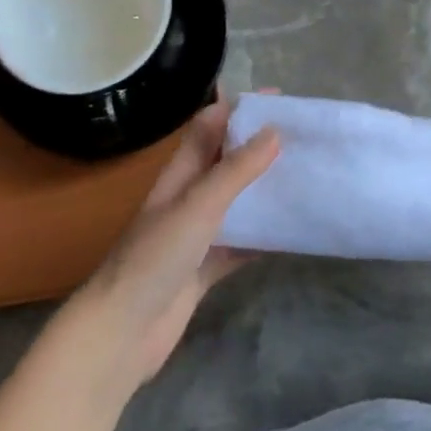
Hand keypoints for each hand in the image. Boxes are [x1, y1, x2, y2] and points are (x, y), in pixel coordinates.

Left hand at [75, 97, 278, 384]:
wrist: (123, 332)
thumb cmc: (155, 258)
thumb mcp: (198, 205)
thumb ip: (235, 170)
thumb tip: (273, 130)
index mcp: (180, 174)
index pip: (209, 127)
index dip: (239, 108)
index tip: (278, 98)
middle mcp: (189, 199)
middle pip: (227, 162)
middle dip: (260, 146)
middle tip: (304, 136)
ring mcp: (197, 235)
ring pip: (238, 202)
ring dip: (266, 189)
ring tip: (307, 175)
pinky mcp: (206, 268)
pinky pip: (243, 243)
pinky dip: (265, 236)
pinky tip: (294, 231)